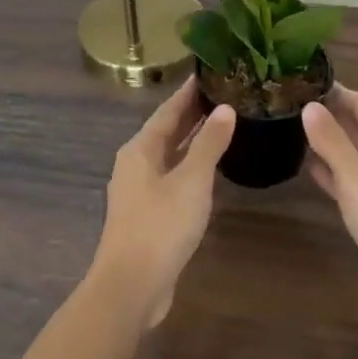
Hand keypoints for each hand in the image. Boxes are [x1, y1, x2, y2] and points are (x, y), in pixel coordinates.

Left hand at [95, 78, 235, 328]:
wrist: (131, 286)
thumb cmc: (160, 226)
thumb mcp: (191, 181)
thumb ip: (209, 144)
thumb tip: (225, 109)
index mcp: (140, 149)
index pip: (168, 110)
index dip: (188, 92)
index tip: (209, 72)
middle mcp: (136, 164)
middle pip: (167, 131)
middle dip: (192, 113)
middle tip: (224, 93)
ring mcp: (140, 191)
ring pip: (170, 155)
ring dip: (193, 140)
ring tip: (223, 123)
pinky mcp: (148, 214)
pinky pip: (173, 177)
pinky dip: (191, 165)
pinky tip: (211, 168)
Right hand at [303, 87, 357, 326]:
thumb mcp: (357, 177)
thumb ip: (331, 141)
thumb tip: (310, 105)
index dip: (331, 92)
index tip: (297, 81)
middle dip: (326, 116)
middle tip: (286, 105)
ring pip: (354, 153)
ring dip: (327, 144)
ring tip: (289, 130)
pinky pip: (353, 179)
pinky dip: (333, 172)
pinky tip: (307, 167)